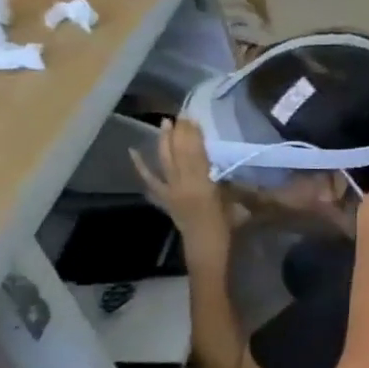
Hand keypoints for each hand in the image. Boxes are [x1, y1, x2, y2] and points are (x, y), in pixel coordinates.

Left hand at [131, 118, 226, 242]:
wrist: (206, 252)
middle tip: (182, 114)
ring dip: (165, 142)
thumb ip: (229, 185)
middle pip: (180, 154)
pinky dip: (142, 167)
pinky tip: (133, 152)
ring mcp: (171, 192)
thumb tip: (225, 168)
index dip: (194, 135)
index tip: (194, 118)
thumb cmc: (226, 229)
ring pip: (166, 161)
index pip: (197, 154)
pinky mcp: (165, 199)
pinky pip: (151, 181)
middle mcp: (183, 185)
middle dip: (180, 133)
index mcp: (203, 185)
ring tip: (165, 124)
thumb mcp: (235, 204)